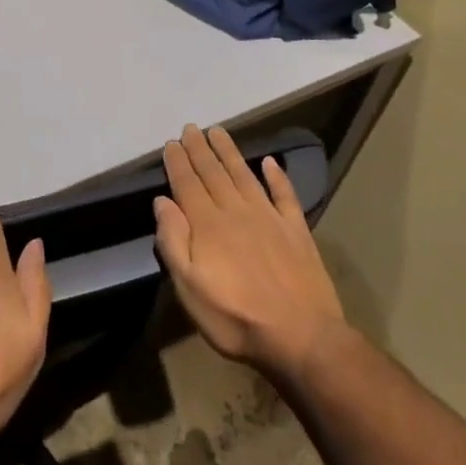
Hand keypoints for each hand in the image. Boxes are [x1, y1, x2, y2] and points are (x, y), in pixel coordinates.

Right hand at [154, 125, 347, 382]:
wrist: (302, 336)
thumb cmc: (236, 319)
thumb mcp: (190, 289)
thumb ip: (173, 242)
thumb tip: (162, 201)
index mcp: (208, 225)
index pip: (187, 184)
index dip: (178, 162)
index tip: (171, 142)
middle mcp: (236, 211)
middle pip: (214, 173)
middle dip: (200, 149)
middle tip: (191, 128)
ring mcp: (269, 217)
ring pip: (244, 175)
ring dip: (229, 152)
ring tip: (218, 132)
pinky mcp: (295, 229)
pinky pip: (284, 194)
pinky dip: (277, 176)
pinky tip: (271, 161)